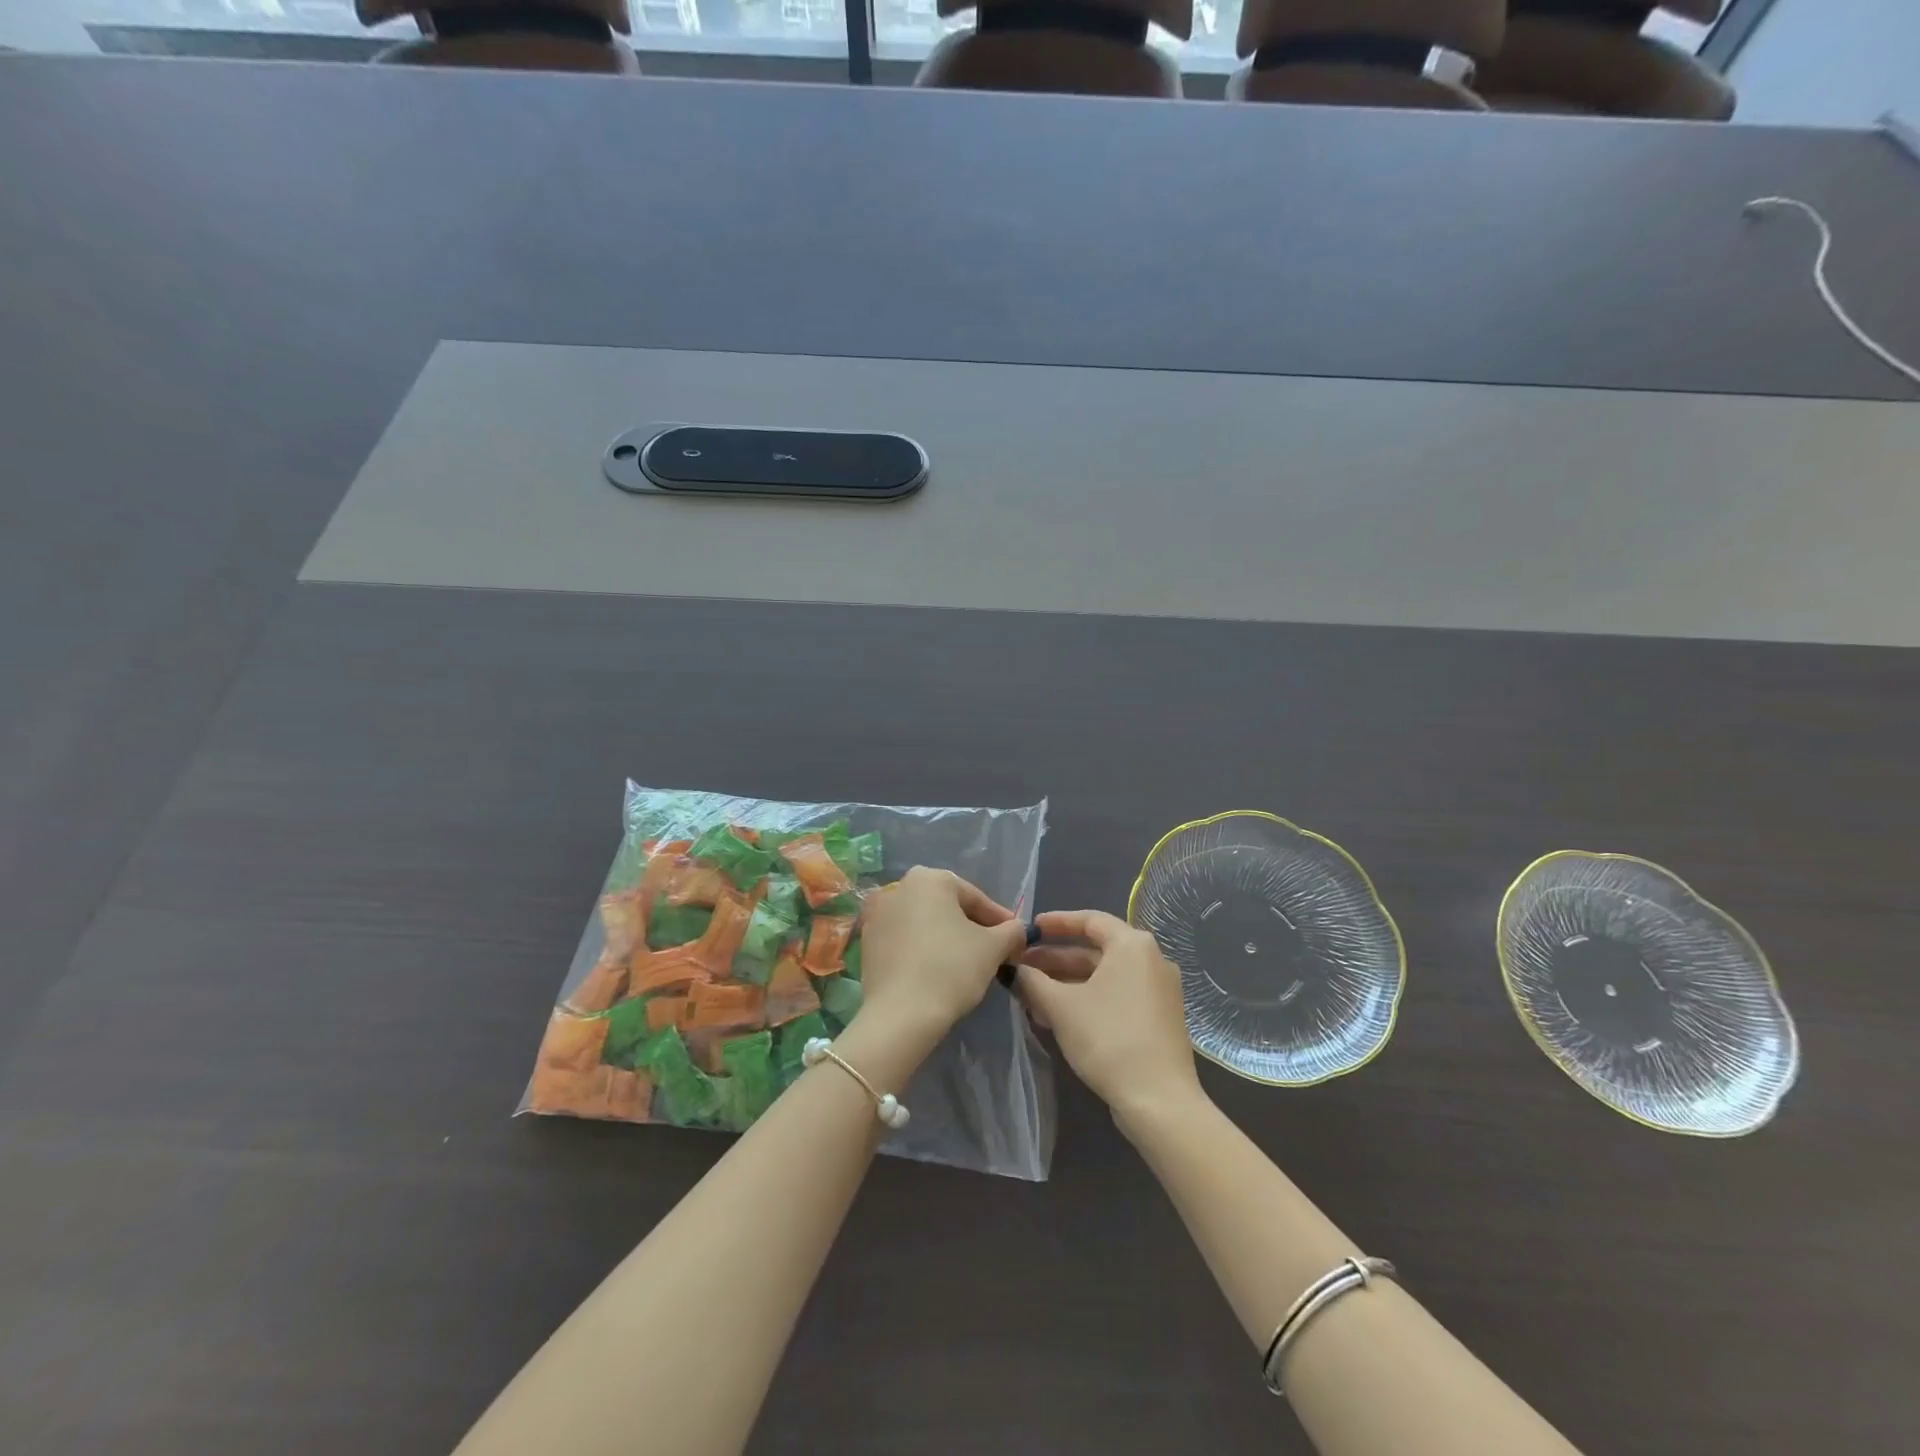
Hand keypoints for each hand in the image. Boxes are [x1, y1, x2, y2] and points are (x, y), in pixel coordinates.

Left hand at [857, 867, 1027, 1045]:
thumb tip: (1018, 929)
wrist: (901, 1014)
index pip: (975, 897)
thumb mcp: (993, 948)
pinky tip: (935, 970)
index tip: (1015, 939)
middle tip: (992, 950)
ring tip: (965, 962)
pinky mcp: (867, 941)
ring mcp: (878, 913)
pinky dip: (922, 948)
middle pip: (947, 906)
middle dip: (971, 926)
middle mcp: (899, 886)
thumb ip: (1011, 931)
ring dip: (946, 937)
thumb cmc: (951, 969)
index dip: (999, 920)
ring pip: (924, 922)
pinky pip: (904, 939)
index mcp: (930, 878)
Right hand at [1015, 909, 1203, 1128]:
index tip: (1029, 930)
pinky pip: (1117, 995)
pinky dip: (1088, 998)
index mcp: (1132, 945)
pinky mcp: (1159, 1017)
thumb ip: (1032, 981)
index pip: (1089, 919)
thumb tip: (1012, 969)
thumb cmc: (1108, 1039)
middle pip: (1095, 950)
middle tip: (1022, 967)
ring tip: (1032, 996)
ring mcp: (1159, 990)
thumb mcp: (1061, 1006)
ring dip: (1067, 982)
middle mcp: (1151, 960)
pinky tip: (1058, 1016)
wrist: (1159, 1100)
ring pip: (1104, 976)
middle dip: (1055, 959)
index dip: (1055, 923)